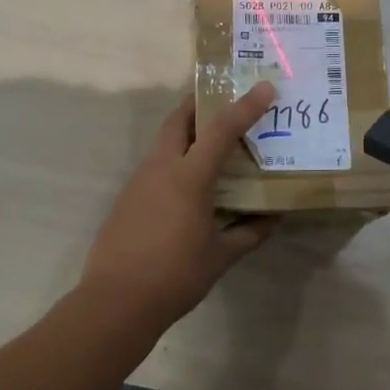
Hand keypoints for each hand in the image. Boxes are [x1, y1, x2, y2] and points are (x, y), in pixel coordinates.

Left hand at [78, 83, 279, 325]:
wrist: (115, 302)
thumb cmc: (175, 276)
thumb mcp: (220, 257)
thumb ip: (249, 233)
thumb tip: (274, 218)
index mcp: (188, 177)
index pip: (221, 130)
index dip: (245, 106)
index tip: (264, 87)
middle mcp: (161, 168)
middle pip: (178, 119)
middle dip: (199, 103)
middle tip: (223, 100)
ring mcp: (139, 181)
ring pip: (164, 141)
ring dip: (185, 132)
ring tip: (211, 142)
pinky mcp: (127, 197)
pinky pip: (155, 165)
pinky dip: (174, 159)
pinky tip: (186, 184)